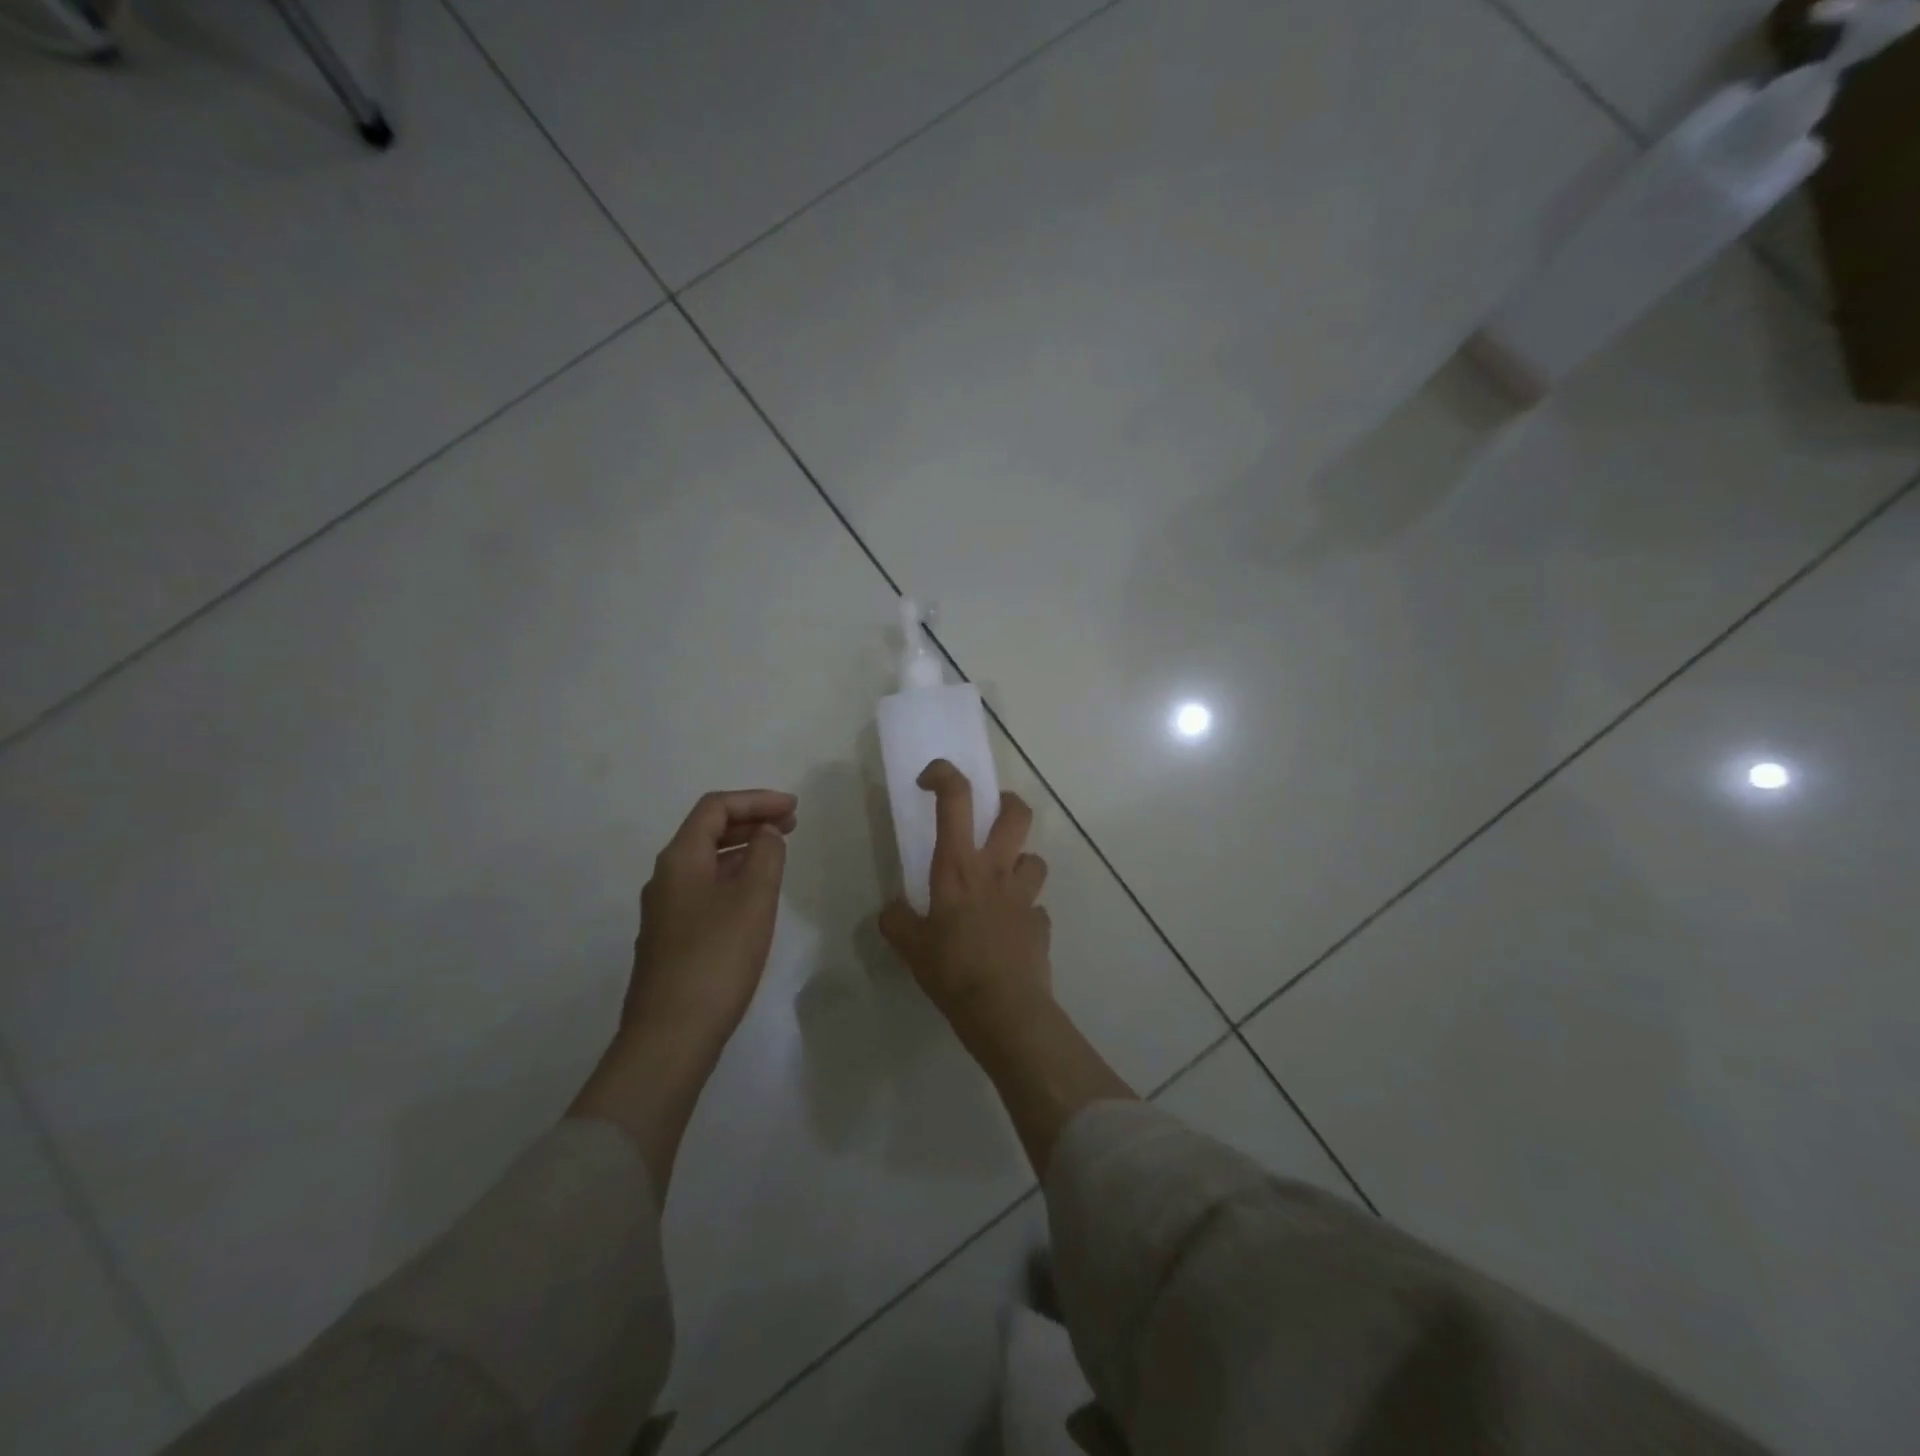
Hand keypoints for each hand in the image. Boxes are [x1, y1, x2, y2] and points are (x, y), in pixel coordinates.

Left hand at [623, 788, 796, 1047]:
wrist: (671, 1035)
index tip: (794, 808)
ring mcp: (665, 910)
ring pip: (706, 862)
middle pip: (707, 831)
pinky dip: (733, 876)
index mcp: (680, 859)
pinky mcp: (671, 938)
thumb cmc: (717, 958)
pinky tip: (754, 895)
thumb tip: (767, 832)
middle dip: (751, 820)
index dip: (756, 799)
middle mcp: (665, 877)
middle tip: (792, 825)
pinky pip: (704, 888)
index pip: (716, 808)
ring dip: (743, 849)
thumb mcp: (753, 899)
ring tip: (778, 854)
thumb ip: (766, 855)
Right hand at [880, 760, 1050, 1030]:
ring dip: (1019, 864)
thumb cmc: (952, 970)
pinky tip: (1009, 934)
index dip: (945, 775)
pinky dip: (1024, 913)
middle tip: (993, 815)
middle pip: (1017, 814)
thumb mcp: (910, 947)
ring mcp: (1025, 896)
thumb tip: (891, 910)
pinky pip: (1035, 908)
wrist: (1004, 1010)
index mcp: (959, 867)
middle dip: (1007, 803)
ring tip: (1002, 883)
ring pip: (1034, 859)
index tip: (930, 779)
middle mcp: (996, 871)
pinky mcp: (1041, 924)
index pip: (956, 800)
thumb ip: (896, 921)